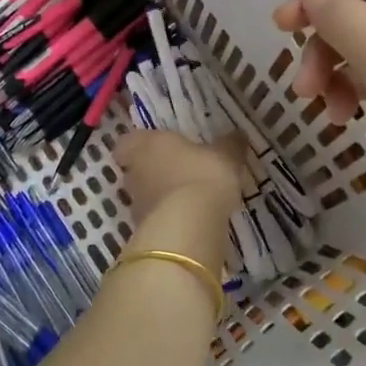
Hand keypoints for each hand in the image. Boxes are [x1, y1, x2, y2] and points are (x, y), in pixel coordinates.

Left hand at [112, 129, 246, 270]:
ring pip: (143, 194)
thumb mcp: (224, 156)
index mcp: (147, 144)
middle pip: (135, 168)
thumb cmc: (202, 176)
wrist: (188, 226)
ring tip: (187, 199)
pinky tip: (188, 221)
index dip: (138, 144)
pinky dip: (167, 218)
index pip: (128, 141)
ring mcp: (136, 203)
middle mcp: (135, 171)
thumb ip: (229, 144)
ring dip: (160, 196)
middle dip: (152, 170)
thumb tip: (237, 135)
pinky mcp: (143, 229)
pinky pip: (154, 218)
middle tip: (177, 172)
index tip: (156, 148)